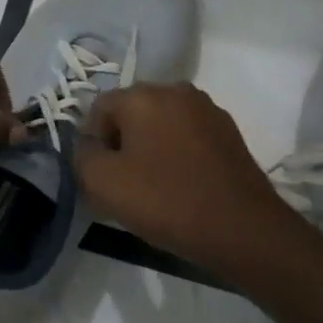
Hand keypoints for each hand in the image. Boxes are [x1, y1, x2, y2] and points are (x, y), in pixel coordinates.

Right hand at [75, 82, 308, 280]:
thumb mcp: (100, 181)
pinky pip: (186, 137)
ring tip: (151, 186)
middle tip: (121, 182)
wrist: (242, 231)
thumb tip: (88, 145)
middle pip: (130, 113)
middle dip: (120, 143)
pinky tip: (178, 185)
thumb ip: (80, 154)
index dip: (91, 142)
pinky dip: (175, 155)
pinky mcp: (230, 133)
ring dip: (148, 148)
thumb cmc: (164, 201)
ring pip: (159, 125)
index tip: (99, 175)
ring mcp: (208, 110)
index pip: (97, 108)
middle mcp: (176, 91)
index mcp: (143, 95)